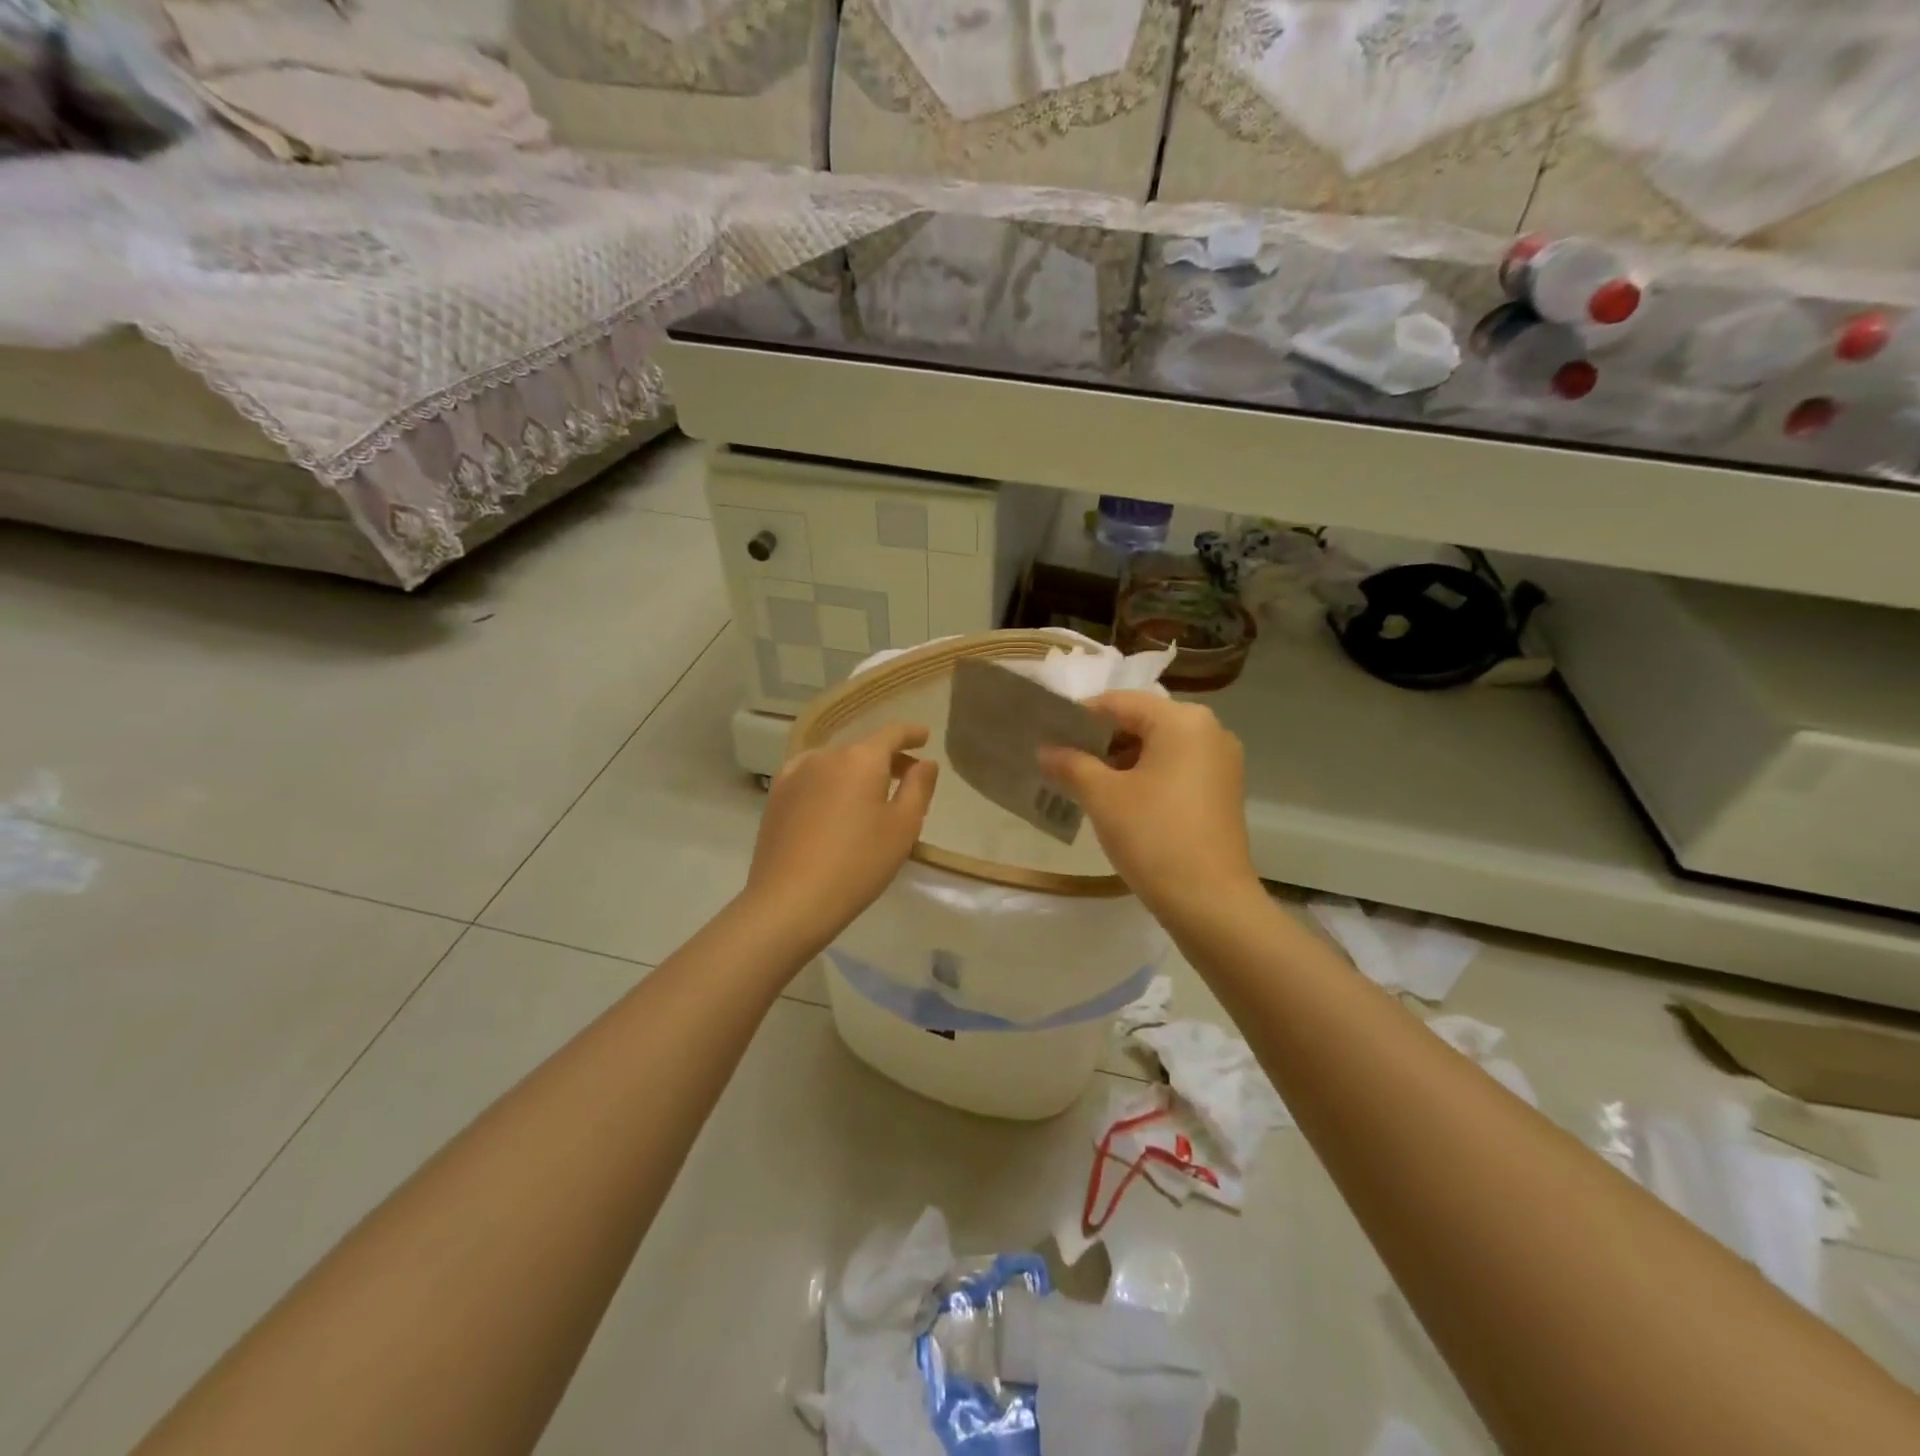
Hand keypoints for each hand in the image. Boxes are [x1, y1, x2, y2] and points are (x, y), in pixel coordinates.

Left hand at [744, 722, 939, 953]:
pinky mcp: (777, 797)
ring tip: (870, 796)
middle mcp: (826, 756)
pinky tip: (833, 803)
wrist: (790, 900)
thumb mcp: (903, 826)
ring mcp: (795, 774)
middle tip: (907, 779)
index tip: (924, 737)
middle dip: (887, 759)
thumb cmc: (858, 863)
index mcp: (861, 758)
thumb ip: (919, 787)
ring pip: (836, 763)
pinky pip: (812, 778)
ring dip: (857, 772)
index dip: (911, 733)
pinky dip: (830, 782)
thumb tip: (925, 763)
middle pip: (863, 748)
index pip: (891, 733)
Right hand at [1038, 691, 1258, 922]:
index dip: (1079, 716)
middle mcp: (1209, 730)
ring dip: (1120, 760)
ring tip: (1083, 782)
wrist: (1211, 902)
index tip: (1048, 734)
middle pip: (1141, 721)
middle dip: (1100, 740)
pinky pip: (1176, 768)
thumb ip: (1070, 764)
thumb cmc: (1154, 837)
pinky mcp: (1222, 790)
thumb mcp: (1102, 796)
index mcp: (1182, 720)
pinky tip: (1118, 800)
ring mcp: (1221, 762)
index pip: (1119, 702)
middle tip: (1062, 760)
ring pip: (1159, 747)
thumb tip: (1045, 750)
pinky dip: (1145, 776)